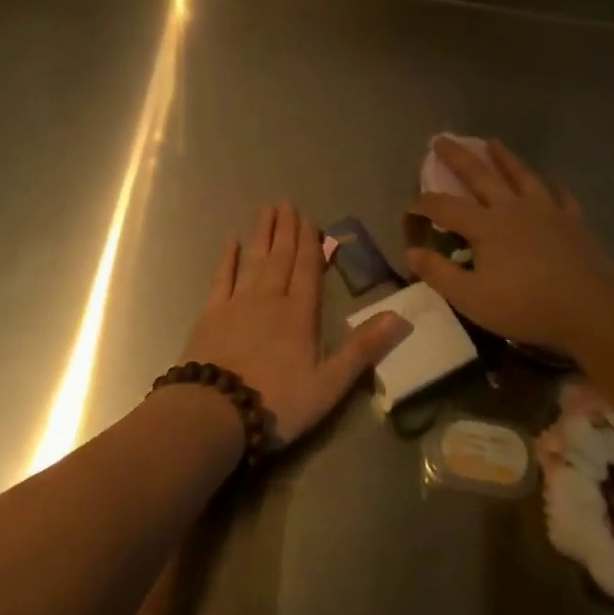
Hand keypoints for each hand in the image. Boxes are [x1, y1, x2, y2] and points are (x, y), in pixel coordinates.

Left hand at [181, 203, 410, 446]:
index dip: (311, 244)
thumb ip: (364, 348)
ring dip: (262, 235)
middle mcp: (270, 299)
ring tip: (267, 210)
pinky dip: (227, 259)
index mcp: (300, 314)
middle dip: (287, 231)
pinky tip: (229, 241)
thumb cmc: (278, 401)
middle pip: (281, 258)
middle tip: (287, 203)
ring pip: (254, 261)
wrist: (215, 411)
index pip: (308, 270)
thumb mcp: (330, 383)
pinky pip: (222, 278)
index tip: (309, 218)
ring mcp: (238, 304)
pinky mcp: (211, 315)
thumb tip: (402, 317)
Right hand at [408, 138, 613, 352]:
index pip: (445, 207)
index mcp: (486, 226)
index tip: (409, 206)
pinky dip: (550, 185)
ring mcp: (546, 211)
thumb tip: (411, 252)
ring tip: (493, 142)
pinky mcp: (573, 222)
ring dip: (504, 158)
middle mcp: (512, 209)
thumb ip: (439, 273)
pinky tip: (549, 181)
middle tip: (442, 138)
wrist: (592, 310)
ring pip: (520, 175)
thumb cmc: (526, 306)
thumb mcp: (471, 298)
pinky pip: (559, 195)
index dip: (423, 204)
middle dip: (458, 157)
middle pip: (480, 176)